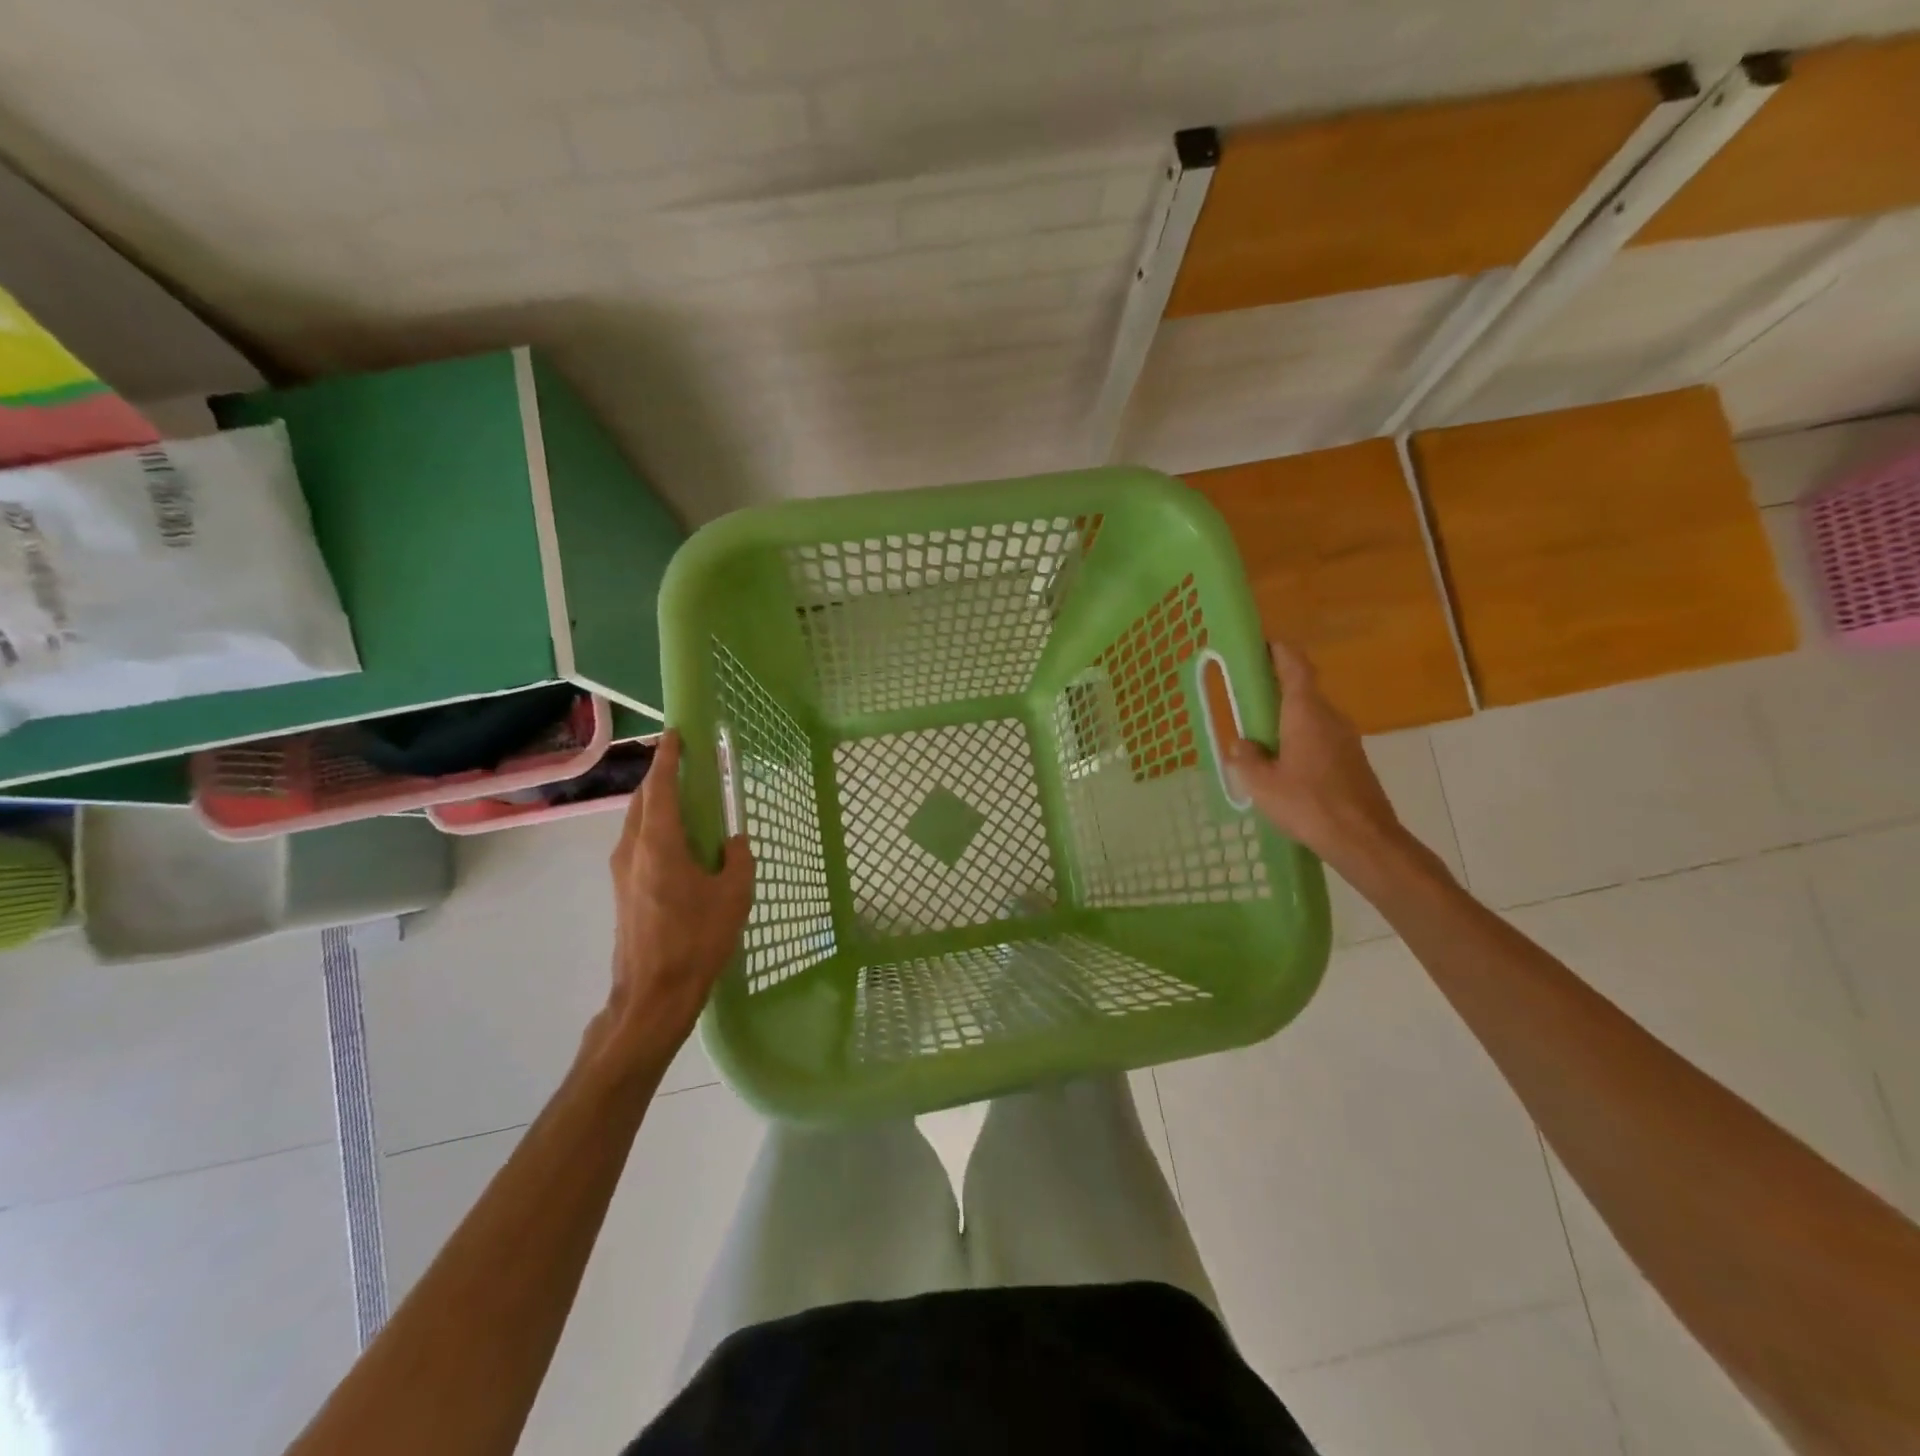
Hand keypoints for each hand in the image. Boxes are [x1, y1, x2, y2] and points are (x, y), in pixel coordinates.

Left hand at [595, 730, 753, 1068]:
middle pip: (643, 799)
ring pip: (636, 821)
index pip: (661, 787)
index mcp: (660, 844)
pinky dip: (653, 825)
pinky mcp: (622, 889)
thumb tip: (732, 842)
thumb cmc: (697, 940)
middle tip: (684, 760)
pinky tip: (676, 838)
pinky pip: (637, 842)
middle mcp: (633, 849)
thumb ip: (737, 859)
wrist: (653, 994)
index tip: (676, 734)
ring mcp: (622, 870)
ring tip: (682, 794)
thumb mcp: (734, 896)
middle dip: (661, 775)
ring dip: (656, 801)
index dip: (668, 757)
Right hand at [1226, 641, 1404, 868]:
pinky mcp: (1352, 762)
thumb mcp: (1262, 784)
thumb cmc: (1309, 805)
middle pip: (1302, 691)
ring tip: (1259, 738)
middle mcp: (1330, 718)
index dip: (1280, 651)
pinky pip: (1320, 739)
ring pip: (1311, 718)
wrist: (1364, 840)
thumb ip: (1247, 760)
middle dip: (1275, 691)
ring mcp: (1346, 740)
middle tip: (1247, 699)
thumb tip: (1243, 744)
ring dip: (1287, 720)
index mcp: (1306, 714)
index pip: (1296, 666)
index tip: (1263, 645)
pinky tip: (1283, 766)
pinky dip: (1299, 741)